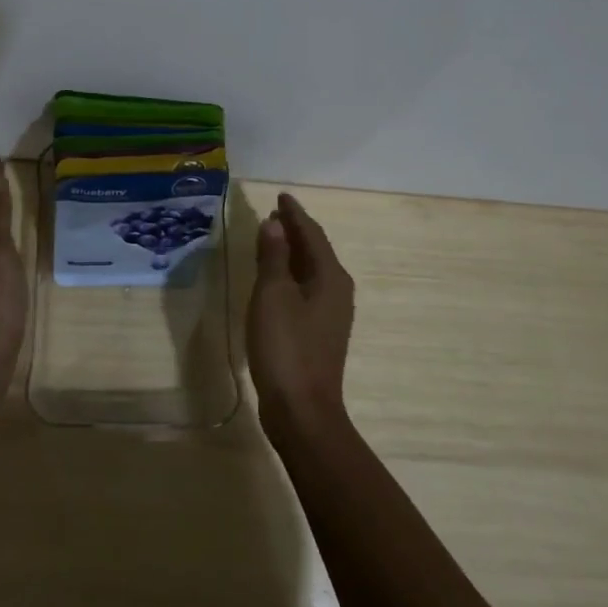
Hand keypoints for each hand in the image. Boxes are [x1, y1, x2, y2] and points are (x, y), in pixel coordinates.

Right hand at [247, 193, 354, 438]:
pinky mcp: (319, 331)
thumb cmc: (286, 347)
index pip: (312, 233)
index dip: (294, 214)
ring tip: (270, 237)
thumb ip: (274, 257)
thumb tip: (274, 224)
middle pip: (315, 250)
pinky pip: (306, 287)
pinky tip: (274, 278)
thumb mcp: (273, 296)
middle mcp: (337, 290)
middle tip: (272, 213)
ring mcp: (330, 313)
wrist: (302, 410)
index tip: (280, 196)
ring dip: (291, 252)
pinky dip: (290, 273)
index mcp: (330, 277)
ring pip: (311, 269)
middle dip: (294, 230)